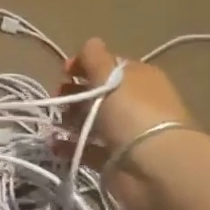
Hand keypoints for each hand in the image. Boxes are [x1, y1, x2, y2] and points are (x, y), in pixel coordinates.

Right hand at [58, 37, 199, 209]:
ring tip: (55, 122)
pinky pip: (86, 150)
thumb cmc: (132, 112)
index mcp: (139, 78)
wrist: (154, 166)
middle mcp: (134, 104)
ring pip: (91, 122)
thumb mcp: (110, 76)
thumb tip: (90, 43)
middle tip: (58, 97)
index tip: (64, 72)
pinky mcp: (114, 161)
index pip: (109, 66)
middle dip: (74, 93)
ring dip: (69, 120)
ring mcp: (125, 134)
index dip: (85, 65)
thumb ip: (95, 57)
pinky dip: (69, 147)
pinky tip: (54, 144)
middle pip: (98, 94)